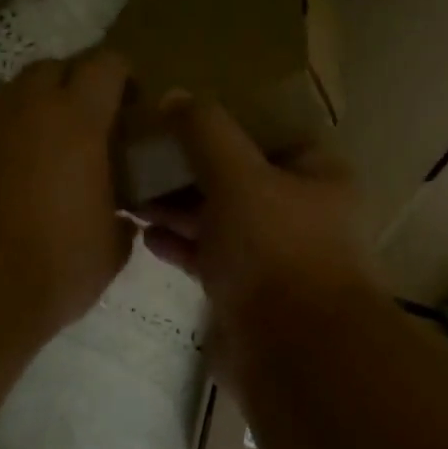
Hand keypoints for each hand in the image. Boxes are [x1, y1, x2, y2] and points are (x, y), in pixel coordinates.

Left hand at [0, 51, 135, 337]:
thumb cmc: (49, 268)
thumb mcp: (107, 253)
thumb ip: (119, 223)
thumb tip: (118, 219)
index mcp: (76, 120)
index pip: (106, 65)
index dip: (121, 77)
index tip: (127, 103)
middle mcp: (21, 103)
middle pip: (51, 69)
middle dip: (69, 90)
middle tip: (76, 131)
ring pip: (0, 94)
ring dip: (18, 113)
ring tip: (21, 155)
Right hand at [139, 95, 380, 337]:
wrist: (292, 352)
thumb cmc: (274, 249)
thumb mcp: (238, 176)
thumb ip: (205, 132)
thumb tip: (174, 96)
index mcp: (316, 176)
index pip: (268, 135)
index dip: (223, 125)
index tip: (175, 121)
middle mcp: (300, 213)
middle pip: (238, 179)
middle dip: (189, 170)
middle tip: (139, 160)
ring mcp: (274, 257)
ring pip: (221, 220)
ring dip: (178, 209)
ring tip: (131, 196)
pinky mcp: (248, 295)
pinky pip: (210, 259)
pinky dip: (182, 246)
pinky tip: (147, 237)